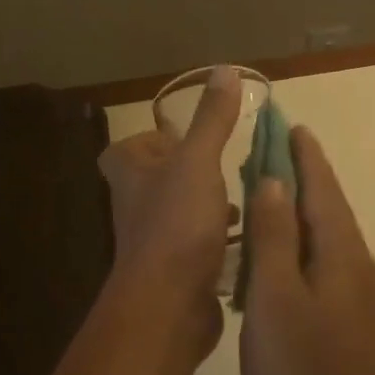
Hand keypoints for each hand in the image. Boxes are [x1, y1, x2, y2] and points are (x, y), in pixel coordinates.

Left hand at [96, 65, 241, 359]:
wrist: (168, 304)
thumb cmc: (177, 223)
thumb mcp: (198, 160)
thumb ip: (212, 119)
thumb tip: (225, 70)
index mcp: (130, 174)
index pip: (126, 149)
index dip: (151, 142)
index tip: (185, 141)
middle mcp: (135, 206)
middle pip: (157, 180)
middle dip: (190, 173)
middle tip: (225, 168)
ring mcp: (153, 242)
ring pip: (179, 213)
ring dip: (207, 205)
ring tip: (243, 200)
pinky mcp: (175, 272)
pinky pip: (197, 246)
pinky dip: (219, 239)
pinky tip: (248, 238)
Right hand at [239, 127, 374, 374]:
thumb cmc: (300, 374)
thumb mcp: (275, 299)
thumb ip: (274, 238)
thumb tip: (274, 182)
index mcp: (344, 256)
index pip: (323, 190)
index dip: (306, 157)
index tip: (292, 126)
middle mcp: (361, 268)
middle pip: (328, 211)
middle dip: (303, 180)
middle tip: (269, 155)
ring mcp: (363, 299)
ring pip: (328, 240)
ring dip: (300, 214)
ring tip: (267, 199)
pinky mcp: (355, 325)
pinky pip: (327, 267)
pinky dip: (303, 248)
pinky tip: (280, 260)